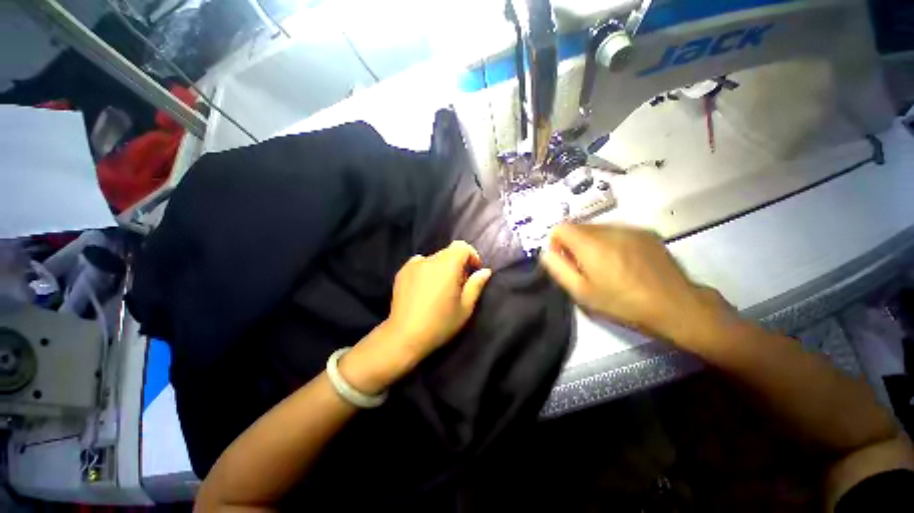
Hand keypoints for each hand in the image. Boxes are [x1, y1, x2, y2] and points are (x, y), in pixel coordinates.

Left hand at [340, 241, 491, 393]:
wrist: (405, 336)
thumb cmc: (440, 323)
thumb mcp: (465, 308)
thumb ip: (476, 285)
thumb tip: (485, 271)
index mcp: (447, 266)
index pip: (462, 247)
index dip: (471, 256)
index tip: (473, 271)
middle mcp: (429, 260)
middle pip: (448, 253)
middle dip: (457, 264)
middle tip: (458, 285)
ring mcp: (413, 265)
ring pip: (434, 259)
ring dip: (441, 268)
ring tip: (439, 288)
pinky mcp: (401, 272)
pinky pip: (419, 264)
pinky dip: (426, 270)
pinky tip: (424, 288)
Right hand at [539, 223, 741, 349]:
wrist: (677, 306)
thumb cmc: (623, 303)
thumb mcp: (582, 293)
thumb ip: (558, 269)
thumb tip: (547, 253)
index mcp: (590, 244)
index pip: (560, 228)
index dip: (556, 243)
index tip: (566, 262)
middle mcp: (609, 229)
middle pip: (578, 226)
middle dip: (574, 244)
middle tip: (585, 268)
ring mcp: (631, 229)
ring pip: (598, 228)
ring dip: (592, 242)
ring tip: (606, 266)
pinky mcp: (647, 233)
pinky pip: (617, 231)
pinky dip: (611, 242)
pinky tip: (625, 262)